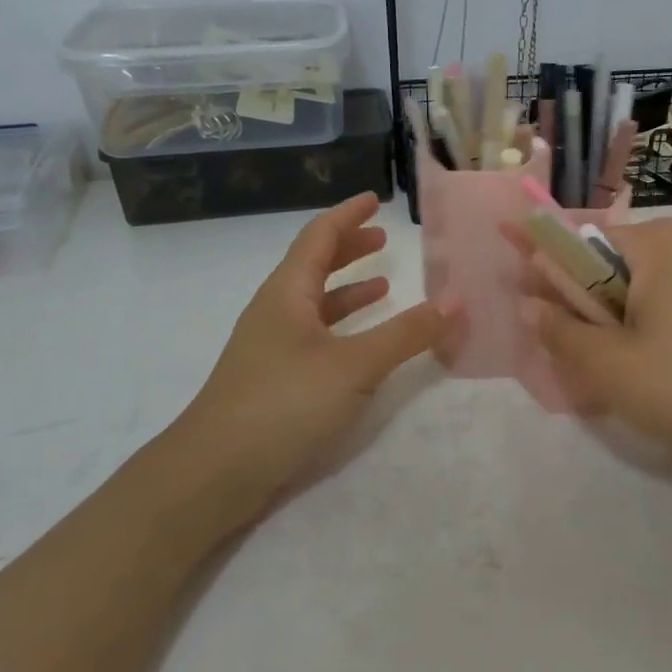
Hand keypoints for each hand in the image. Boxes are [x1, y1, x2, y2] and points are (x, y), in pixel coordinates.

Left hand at [163, 193, 454, 524]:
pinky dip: (342, 328)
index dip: (347, 215)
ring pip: (314, 304)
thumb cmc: (283, 403)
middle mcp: (275, 312)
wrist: (213, 473)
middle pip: (313, 266)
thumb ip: (407, 333)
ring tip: (384, 286)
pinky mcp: (274, 381)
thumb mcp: (355, 365)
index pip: (319, 237)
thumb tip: (458, 299)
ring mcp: (271, 348)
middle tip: (384, 239)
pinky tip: (362, 345)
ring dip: (347, 290)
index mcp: (287, 293)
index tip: (374, 198)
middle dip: (348, 249)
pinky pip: (314, 337)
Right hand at [517, 218, 671, 470]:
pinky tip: (653, 364)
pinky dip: (651, 321)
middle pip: (614, 262)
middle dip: (587, 302)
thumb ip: (561, 331)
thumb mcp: (611, 366)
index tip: (528, 294)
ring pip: (644, 283)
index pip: (583, 241)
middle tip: (577, 352)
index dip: (550, 270)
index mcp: (660, 241)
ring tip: (614, 366)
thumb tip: (528, 304)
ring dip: (617, 317)